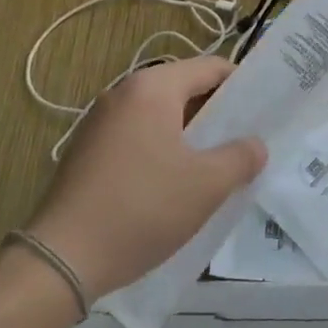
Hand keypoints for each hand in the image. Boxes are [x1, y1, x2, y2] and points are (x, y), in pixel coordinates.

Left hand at [25, 55, 264, 299]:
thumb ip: (241, 157)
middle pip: (184, 89)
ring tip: (215, 166)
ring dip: (190, 135)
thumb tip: (255, 145)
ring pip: (161, 116)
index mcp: (153, 88)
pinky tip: (174, 185)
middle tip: (245, 141)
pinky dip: (162, 149)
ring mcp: (100, 122)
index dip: (243, 85)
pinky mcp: (86, 151)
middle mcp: (123, 93)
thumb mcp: (207, 185)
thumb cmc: (142, 209)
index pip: (211, 67)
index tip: (265, 110)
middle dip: (217, 113)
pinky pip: (138, 136)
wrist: (61, 259)